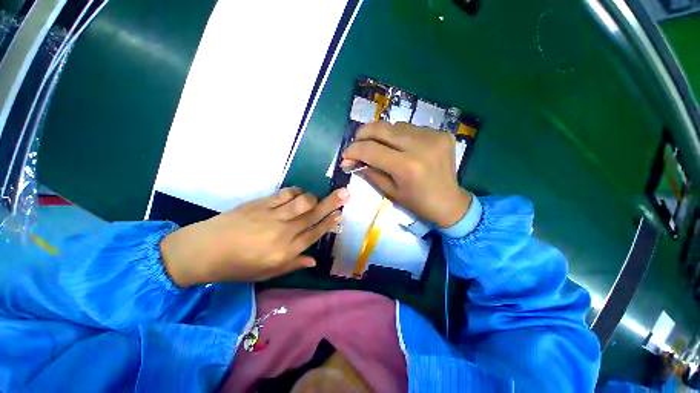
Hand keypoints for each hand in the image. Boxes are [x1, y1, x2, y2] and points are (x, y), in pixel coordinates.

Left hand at [160, 187, 348, 286]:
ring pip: (302, 201)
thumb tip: (314, 260)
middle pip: (313, 214)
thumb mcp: (266, 273)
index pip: (314, 233)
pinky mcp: (260, 204)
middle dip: (332, 203)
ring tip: (316, 198)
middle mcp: (283, 232)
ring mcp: (272, 216)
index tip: (340, 214)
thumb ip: (293, 264)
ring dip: (313, 197)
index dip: (329, 222)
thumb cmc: (237, 267)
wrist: (204, 251)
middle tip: (345, 193)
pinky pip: (285, 194)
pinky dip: (296, 192)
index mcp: (285, 252)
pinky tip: (298, 193)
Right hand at [341, 122, 470, 227]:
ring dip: (381, 134)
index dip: (354, 150)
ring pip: (395, 125)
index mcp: (407, 166)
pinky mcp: (442, 133)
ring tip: (377, 145)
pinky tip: (399, 146)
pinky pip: (411, 128)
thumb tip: (350, 161)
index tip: (346, 154)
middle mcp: (421, 146)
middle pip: (382, 128)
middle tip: (356, 142)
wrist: (450, 202)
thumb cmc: (418, 203)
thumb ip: (370, 173)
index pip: (371, 150)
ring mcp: (434, 136)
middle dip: (363, 134)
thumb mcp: (390, 192)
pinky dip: (399, 135)